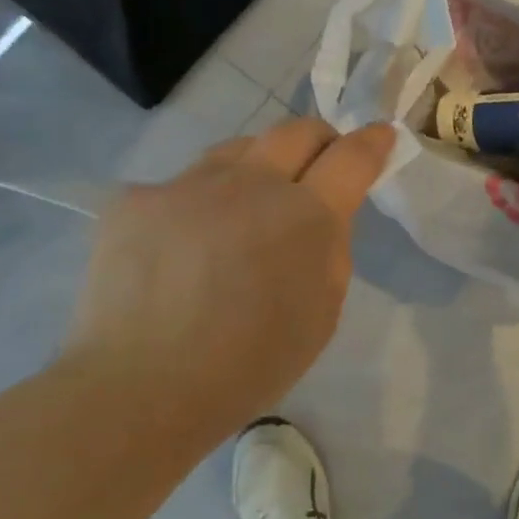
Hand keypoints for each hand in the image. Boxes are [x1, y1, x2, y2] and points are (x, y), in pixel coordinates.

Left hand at [61, 118, 394, 437]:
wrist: (140, 388)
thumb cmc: (250, 364)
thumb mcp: (322, 311)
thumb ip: (330, 248)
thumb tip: (320, 215)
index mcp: (307, 215)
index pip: (352, 156)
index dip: (372, 141)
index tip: (381, 134)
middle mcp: (252, 183)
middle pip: (295, 131)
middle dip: (319, 140)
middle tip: (320, 163)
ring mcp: (190, 184)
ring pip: (238, 150)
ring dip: (258, 166)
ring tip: (248, 204)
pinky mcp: (138, 198)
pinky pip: (182, 185)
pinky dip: (198, 205)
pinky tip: (184, 245)